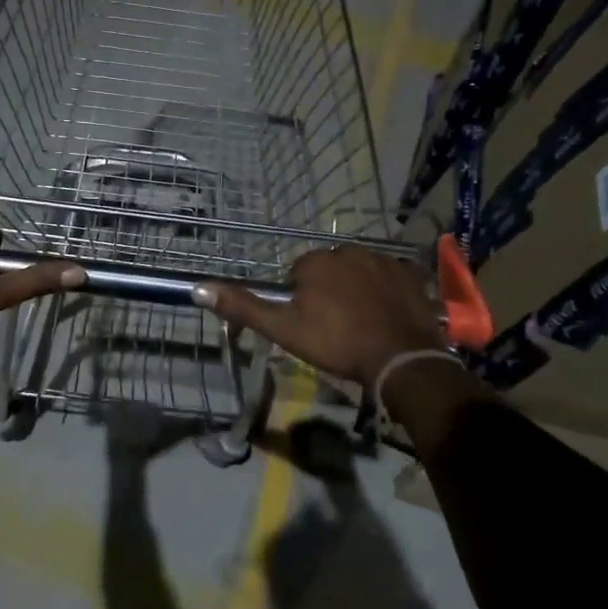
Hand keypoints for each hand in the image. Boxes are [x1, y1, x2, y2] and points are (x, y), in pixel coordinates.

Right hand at [197, 247, 443, 385]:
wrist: (401, 358)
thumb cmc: (336, 343)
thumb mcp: (283, 329)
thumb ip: (243, 307)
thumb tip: (198, 288)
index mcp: (315, 261)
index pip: (297, 276)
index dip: (300, 302)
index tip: (310, 327)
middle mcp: (348, 250)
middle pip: (328, 271)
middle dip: (328, 293)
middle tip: (335, 329)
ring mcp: (383, 259)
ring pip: (358, 273)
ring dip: (356, 292)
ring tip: (361, 326)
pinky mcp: (410, 273)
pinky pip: (388, 278)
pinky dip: (384, 294)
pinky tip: (386, 318)